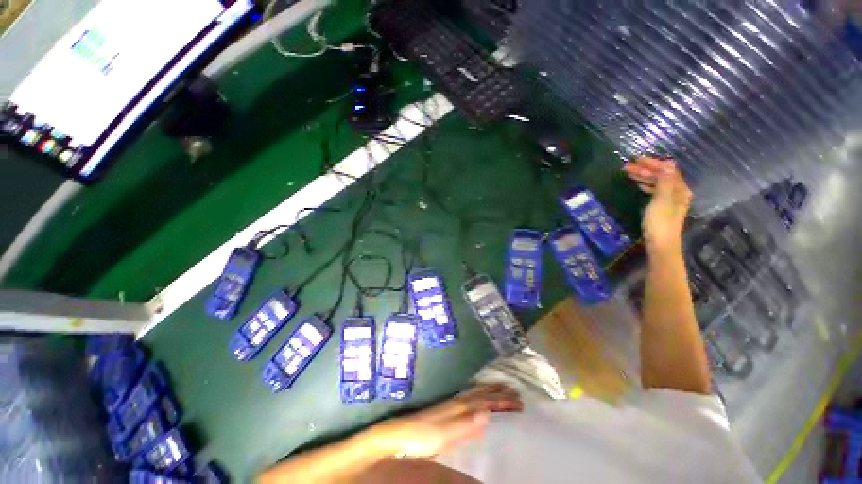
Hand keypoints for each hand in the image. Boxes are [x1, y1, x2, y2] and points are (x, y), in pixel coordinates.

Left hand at [365, 383, 522, 458]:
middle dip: (498, 393)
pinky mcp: (448, 415)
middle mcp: (458, 403)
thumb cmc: (423, 435)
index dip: (502, 400)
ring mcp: (452, 407)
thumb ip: (465, 424)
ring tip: (502, 392)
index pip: (485, 401)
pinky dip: (479, 405)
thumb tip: (487, 413)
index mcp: (460, 406)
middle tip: (515, 391)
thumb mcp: (445, 433)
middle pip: (482, 395)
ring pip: (476, 397)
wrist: (401, 436)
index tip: (518, 399)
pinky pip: (469, 406)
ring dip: (490, 395)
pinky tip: (481, 412)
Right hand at [622, 157, 691, 251]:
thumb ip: (664, 182)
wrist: (661, 244)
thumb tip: (665, 164)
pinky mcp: (663, 207)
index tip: (635, 160)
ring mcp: (670, 199)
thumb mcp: (661, 200)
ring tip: (629, 174)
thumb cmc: (660, 222)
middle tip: (626, 167)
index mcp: (679, 189)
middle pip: (662, 175)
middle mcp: (677, 191)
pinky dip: (646, 185)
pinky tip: (638, 185)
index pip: (667, 169)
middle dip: (645, 169)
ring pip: (657, 182)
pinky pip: (655, 190)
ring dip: (644, 176)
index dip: (652, 163)